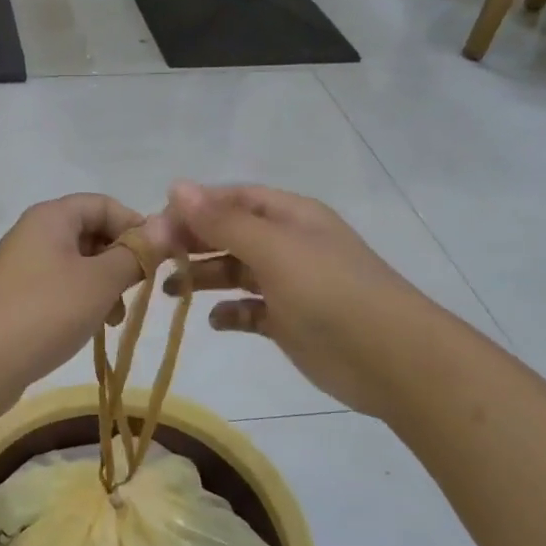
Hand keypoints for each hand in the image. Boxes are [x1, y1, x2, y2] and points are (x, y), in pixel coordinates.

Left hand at [0, 194, 167, 402]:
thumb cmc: (46, 312)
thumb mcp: (100, 282)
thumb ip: (136, 253)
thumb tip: (168, 225)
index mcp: (51, 217)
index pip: (104, 204)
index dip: (135, 226)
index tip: (158, 258)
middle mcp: (34, 233)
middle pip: (91, 233)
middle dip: (121, 259)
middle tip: (139, 290)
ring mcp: (22, 266)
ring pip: (78, 264)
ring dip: (104, 285)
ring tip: (116, 318)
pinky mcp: (17, 296)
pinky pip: (60, 287)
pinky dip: (82, 301)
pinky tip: (93, 327)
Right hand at [161, 181, 417, 416]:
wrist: (392, 360)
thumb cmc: (331, 293)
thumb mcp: (274, 250)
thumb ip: (223, 221)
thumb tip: (176, 185)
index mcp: (290, 217)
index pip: (234, 199)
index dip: (195, 207)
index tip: (155, 224)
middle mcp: (288, 245)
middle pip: (230, 234)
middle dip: (193, 242)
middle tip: (153, 259)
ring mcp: (289, 285)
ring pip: (236, 272)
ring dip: (204, 277)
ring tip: (170, 290)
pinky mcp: (289, 322)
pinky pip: (249, 311)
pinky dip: (230, 313)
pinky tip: (215, 320)